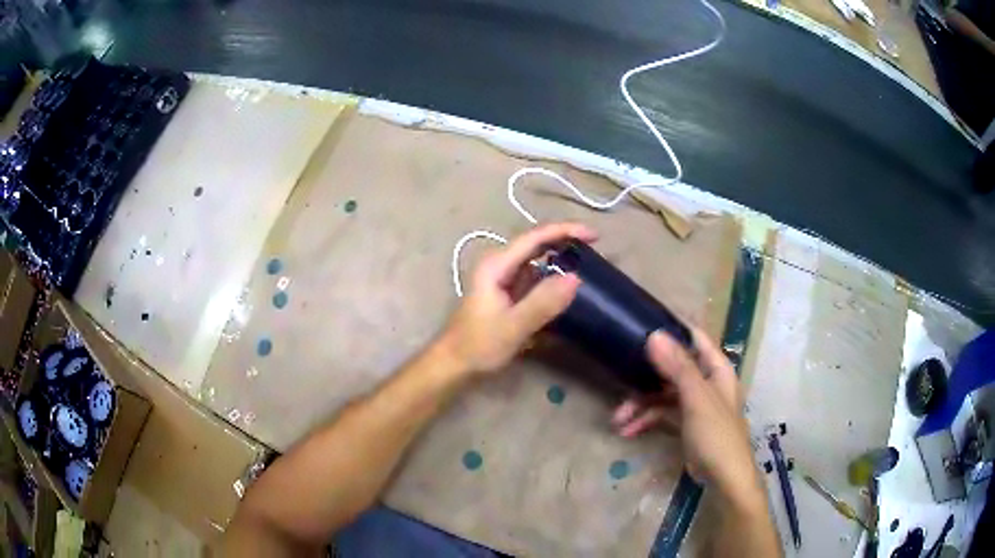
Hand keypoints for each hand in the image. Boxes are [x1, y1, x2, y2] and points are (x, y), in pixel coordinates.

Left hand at [440, 223, 596, 374]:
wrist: (454, 365)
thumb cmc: (478, 345)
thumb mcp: (513, 326)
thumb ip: (543, 302)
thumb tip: (576, 277)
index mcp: (497, 265)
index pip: (535, 237)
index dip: (565, 231)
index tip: (594, 235)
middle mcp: (499, 265)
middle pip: (537, 245)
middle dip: (565, 243)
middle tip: (595, 250)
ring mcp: (502, 279)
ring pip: (537, 262)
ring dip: (559, 261)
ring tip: (587, 266)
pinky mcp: (506, 294)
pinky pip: (534, 279)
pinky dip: (551, 280)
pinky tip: (566, 290)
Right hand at [612, 329, 763, 510]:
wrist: (725, 479)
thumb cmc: (717, 434)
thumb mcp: (697, 399)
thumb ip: (677, 367)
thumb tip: (654, 334)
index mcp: (716, 368)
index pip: (694, 337)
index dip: (672, 328)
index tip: (641, 323)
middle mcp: (706, 381)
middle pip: (672, 367)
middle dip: (645, 377)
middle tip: (619, 380)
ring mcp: (696, 403)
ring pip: (663, 393)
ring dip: (640, 404)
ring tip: (617, 420)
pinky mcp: (686, 423)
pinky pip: (663, 413)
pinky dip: (646, 420)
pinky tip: (627, 431)